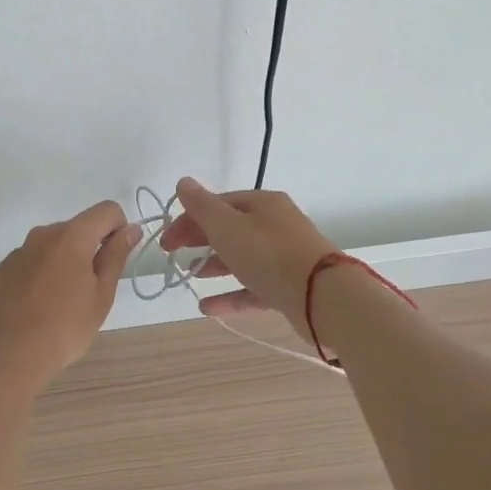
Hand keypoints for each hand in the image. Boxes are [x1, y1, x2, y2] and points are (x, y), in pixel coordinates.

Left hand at [0, 200, 140, 390]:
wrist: (4, 357)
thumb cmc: (64, 329)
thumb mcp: (101, 295)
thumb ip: (116, 256)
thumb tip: (131, 229)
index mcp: (71, 236)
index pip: (106, 210)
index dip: (119, 229)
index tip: (114, 261)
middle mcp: (42, 234)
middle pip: (78, 228)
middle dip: (90, 249)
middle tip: (90, 292)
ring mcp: (18, 252)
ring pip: (53, 246)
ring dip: (64, 263)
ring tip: (61, 304)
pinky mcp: (1, 271)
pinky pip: (31, 263)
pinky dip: (41, 276)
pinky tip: (36, 309)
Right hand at [160, 178, 337, 327]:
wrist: (323, 298)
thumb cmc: (269, 255)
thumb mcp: (227, 227)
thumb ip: (202, 206)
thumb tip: (183, 182)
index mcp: (262, 203)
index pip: (217, 204)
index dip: (188, 219)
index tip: (167, 242)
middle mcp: (276, 224)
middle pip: (230, 227)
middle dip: (200, 239)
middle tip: (174, 256)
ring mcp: (285, 256)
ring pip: (242, 256)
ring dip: (214, 265)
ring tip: (192, 276)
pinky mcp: (290, 286)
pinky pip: (253, 287)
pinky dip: (230, 294)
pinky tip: (207, 308)